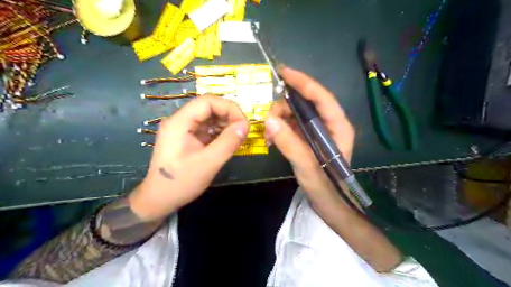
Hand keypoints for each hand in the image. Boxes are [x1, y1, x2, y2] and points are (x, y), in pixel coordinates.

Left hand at [127, 95, 247, 221]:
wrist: (159, 200)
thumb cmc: (181, 182)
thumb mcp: (208, 163)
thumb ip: (228, 142)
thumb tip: (246, 125)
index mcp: (179, 122)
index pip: (207, 101)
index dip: (229, 108)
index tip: (244, 123)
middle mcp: (180, 121)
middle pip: (208, 107)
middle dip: (228, 115)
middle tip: (243, 130)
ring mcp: (183, 129)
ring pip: (209, 117)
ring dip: (225, 123)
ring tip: (238, 135)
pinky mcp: (187, 138)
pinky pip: (207, 128)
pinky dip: (220, 132)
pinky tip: (228, 141)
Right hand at [263, 65, 355, 203]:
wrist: (330, 204)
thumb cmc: (326, 187)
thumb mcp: (308, 167)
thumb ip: (290, 144)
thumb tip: (269, 121)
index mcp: (338, 127)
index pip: (321, 97)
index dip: (303, 82)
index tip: (283, 72)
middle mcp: (330, 124)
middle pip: (306, 103)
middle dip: (284, 107)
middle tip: (268, 121)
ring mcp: (320, 131)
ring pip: (297, 114)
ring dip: (280, 119)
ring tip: (269, 135)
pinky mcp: (310, 139)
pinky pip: (293, 125)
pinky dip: (282, 129)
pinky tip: (273, 140)